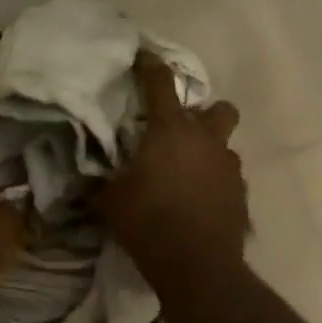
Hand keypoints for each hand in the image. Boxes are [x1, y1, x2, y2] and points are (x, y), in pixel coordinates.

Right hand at [94, 53, 246, 290]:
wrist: (197, 266)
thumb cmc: (148, 223)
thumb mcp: (109, 203)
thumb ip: (97, 186)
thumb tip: (81, 182)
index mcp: (171, 131)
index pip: (160, 84)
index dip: (150, 66)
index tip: (143, 56)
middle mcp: (206, 141)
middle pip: (219, 109)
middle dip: (203, 113)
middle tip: (180, 130)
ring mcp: (229, 167)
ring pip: (225, 145)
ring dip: (208, 151)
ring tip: (187, 172)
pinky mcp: (241, 194)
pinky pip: (228, 177)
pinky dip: (214, 182)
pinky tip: (198, 201)